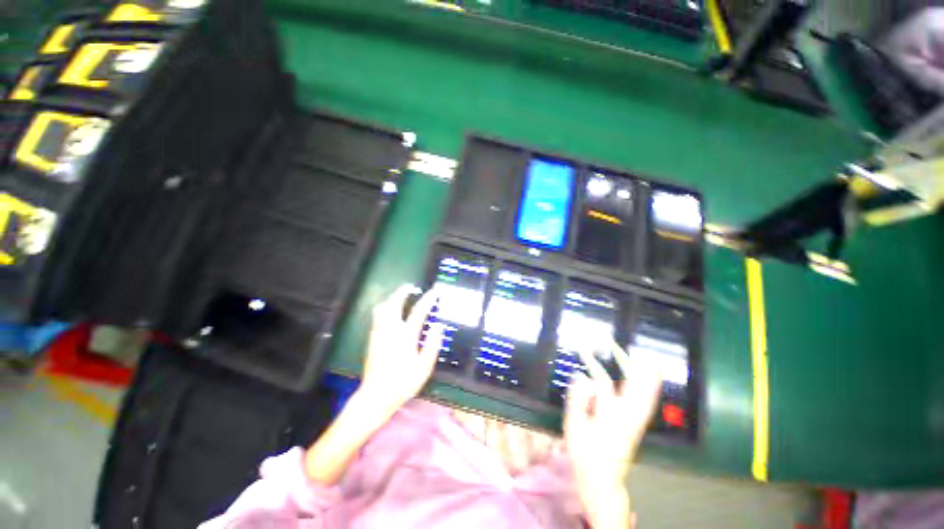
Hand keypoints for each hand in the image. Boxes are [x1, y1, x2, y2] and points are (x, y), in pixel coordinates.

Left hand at [358, 284, 443, 418]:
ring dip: (391, 298)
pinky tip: (390, 312)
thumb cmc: (403, 383)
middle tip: (411, 287)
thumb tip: (438, 326)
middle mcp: (390, 330)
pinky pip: (377, 316)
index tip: (435, 291)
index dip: (428, 299)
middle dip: (402, 292)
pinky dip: (385, 307)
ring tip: (400, 296)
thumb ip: (432, 345)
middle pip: (394, 303)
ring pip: (382, 308)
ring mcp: (379, 333)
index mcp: (406, 336)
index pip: (418, 311)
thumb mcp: (424, 367)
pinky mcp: (372, 339)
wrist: (375, 396)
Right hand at [564, 340, 661, 527]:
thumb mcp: (574, 427)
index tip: (583, 349)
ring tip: (643, 356)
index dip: (592, 363)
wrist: (602, 482)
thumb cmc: (584, 453)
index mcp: (609, 415)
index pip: (602, 381)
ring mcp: (636, 421)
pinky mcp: (639, 426)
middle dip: (627, 362)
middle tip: (618, 346)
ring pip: (646, 393)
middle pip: (633, 384)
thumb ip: (578, 400)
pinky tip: (651, 379)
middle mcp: (627, 416)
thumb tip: (581, 377)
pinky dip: (651, 388)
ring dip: (645, 373)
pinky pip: (648, 402)